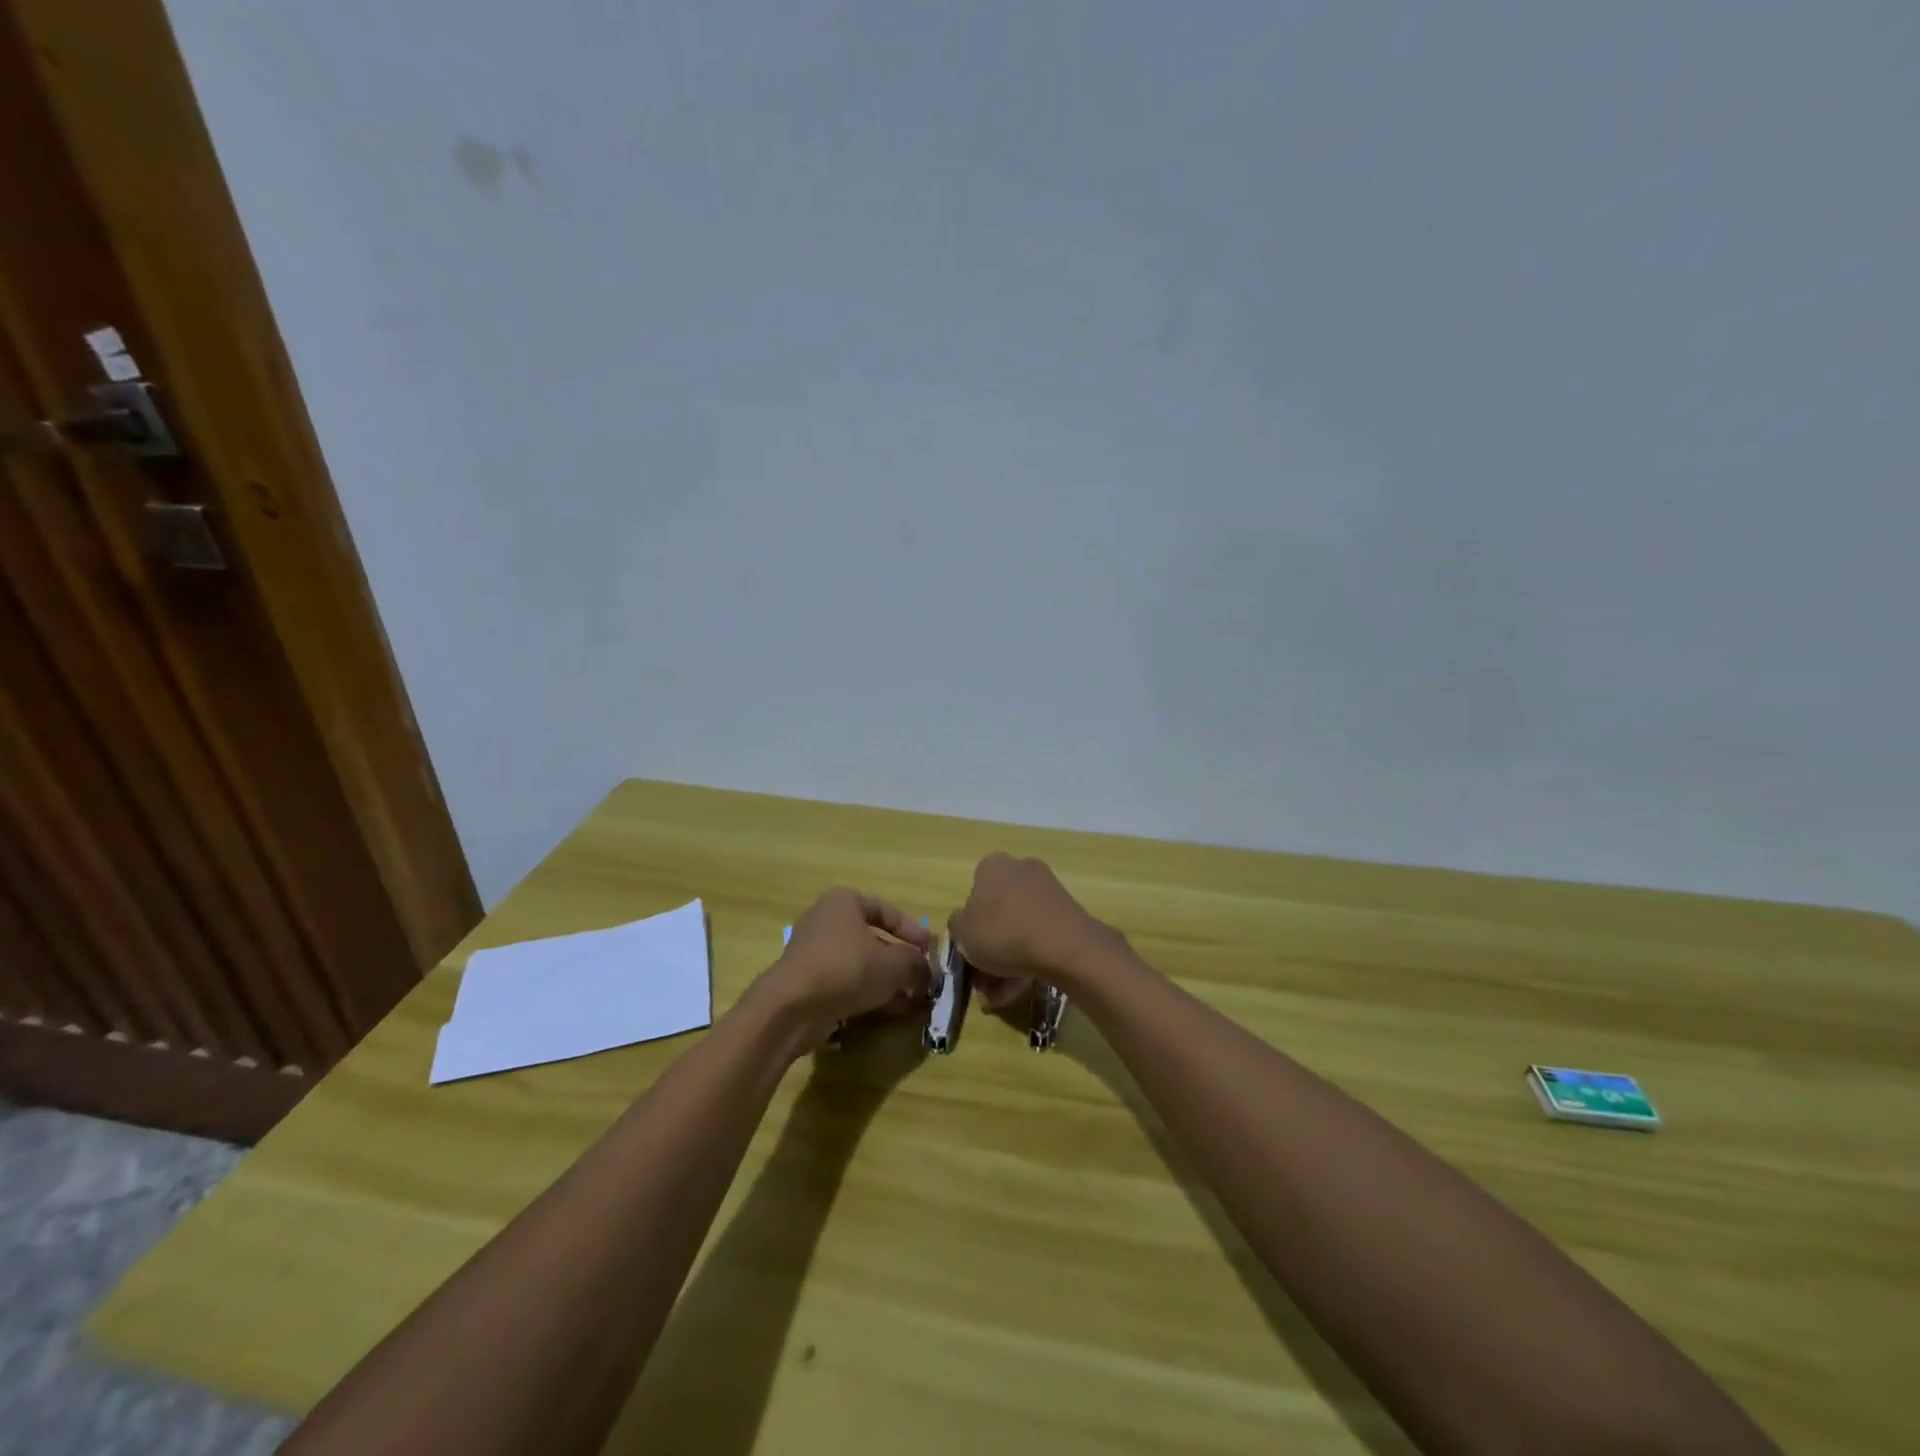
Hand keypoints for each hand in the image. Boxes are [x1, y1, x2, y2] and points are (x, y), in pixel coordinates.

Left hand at [766, 889, 934, 1042]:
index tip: (930, 949)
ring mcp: (814, 953)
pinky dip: (869, 993)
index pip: (886, 911)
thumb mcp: (893, 963)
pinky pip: (846, 983)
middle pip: (873, 939)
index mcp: (843, 902)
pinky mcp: (808, 983)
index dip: (912, 930)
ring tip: (914, 999)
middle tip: (923, 978)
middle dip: (901, 961)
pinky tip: (892, 1010)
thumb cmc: (847, 968)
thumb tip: (930, 971)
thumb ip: (916, 963)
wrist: (793, 1007)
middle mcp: (826, 921)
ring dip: (888, 980)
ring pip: (861, 964)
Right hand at [949, 853, 1118, 1008]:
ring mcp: (1047, 891)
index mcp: (992, 866)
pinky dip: (1029, 960)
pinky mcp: (1067, 913)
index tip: (969, 954)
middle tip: (984, 983)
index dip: (968, 927)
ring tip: (1002, 995)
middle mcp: (1021, 870)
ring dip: (1007, 963)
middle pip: (997, 915)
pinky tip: (1023, 988)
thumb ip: (957, 925)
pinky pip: (1039, 936)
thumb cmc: (1003, 933)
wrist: (1064, 946)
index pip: (973, 894)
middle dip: (989, 951)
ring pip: (1018, 929)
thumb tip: (964, 923)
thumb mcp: (962, 933)